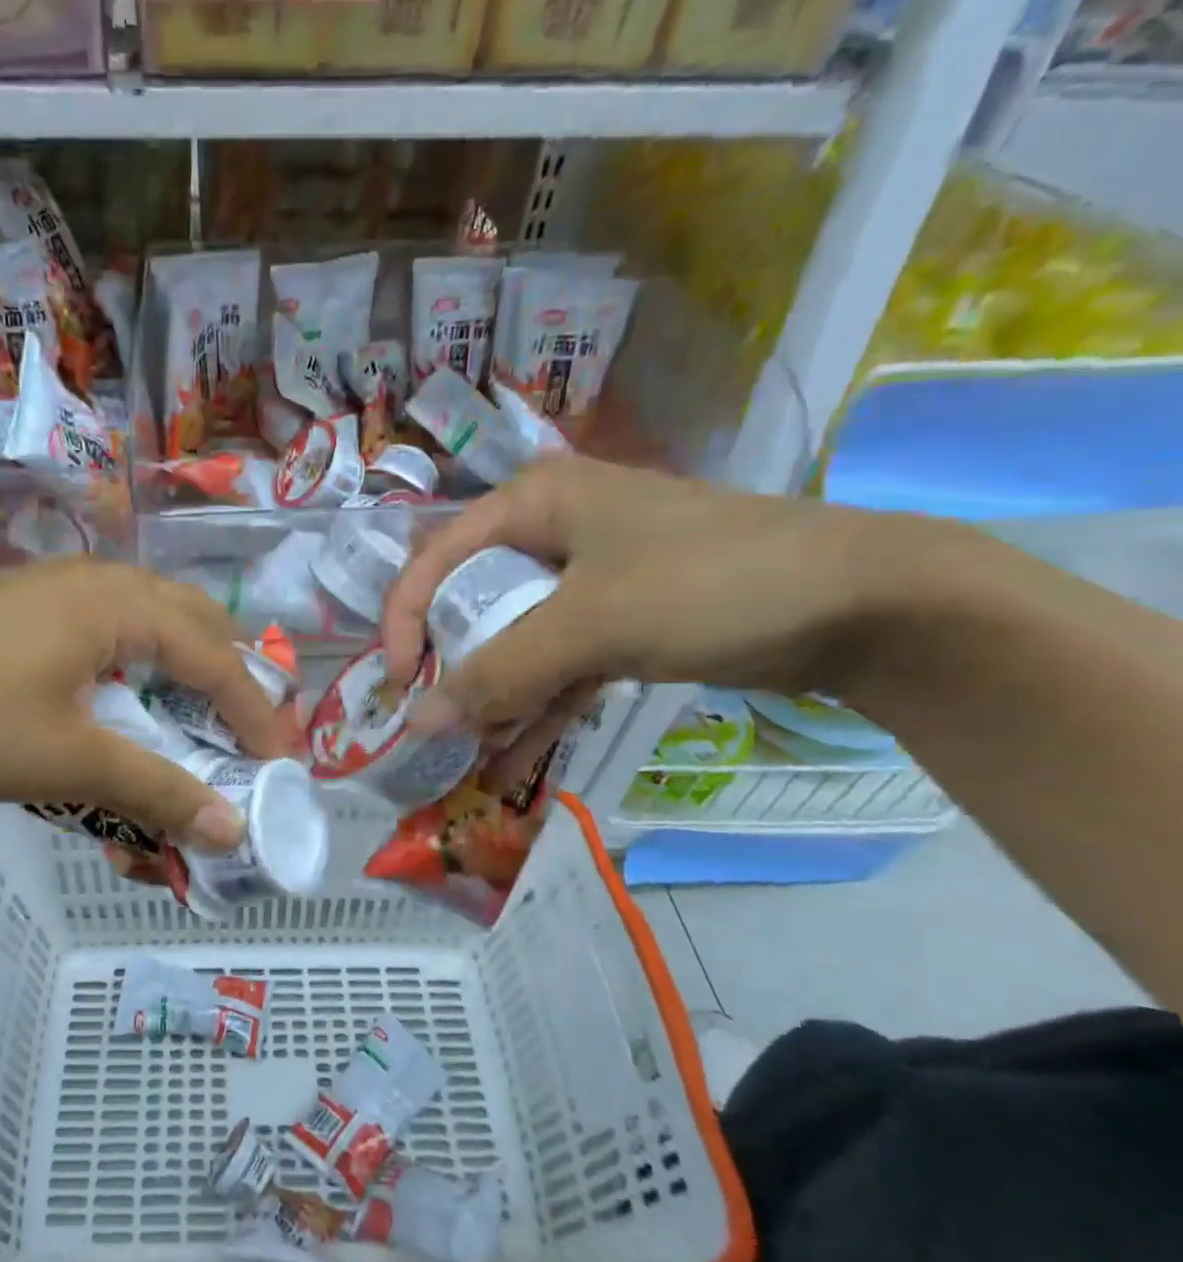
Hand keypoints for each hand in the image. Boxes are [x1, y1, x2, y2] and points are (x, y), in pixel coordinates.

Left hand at [0, 560, 295, 850]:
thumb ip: (156, 790)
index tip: (282, 764)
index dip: (257, 713)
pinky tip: (132, 697)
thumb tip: (230, 831)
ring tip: (203, 720)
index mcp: (123, 604)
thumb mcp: (67, 760)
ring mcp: (67, 586)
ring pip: (158, 620)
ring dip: (190, 669)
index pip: (218, 659)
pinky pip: (118, 626)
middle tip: (250, 735)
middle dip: (233, 679)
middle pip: (199, 624)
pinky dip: (146, 663)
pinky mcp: (37, 604)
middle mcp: (105, 581)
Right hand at [382, 456, 886, 731]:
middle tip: (432, 723)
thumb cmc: (709, 582)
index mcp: (531, 503)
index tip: (398, 684)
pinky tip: (511, 758)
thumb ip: (497, 673)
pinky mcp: (617, 621)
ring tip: (467, 754)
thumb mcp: (589, 625)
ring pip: (511, 640)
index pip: (435, 559)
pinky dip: (535, 708)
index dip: (404, 621)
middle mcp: (549, 533)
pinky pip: (556, 665)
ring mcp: (585, 580)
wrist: (862, 602)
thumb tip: (416, 724)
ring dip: (489, 697)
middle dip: (446, 667)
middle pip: (469, 602)